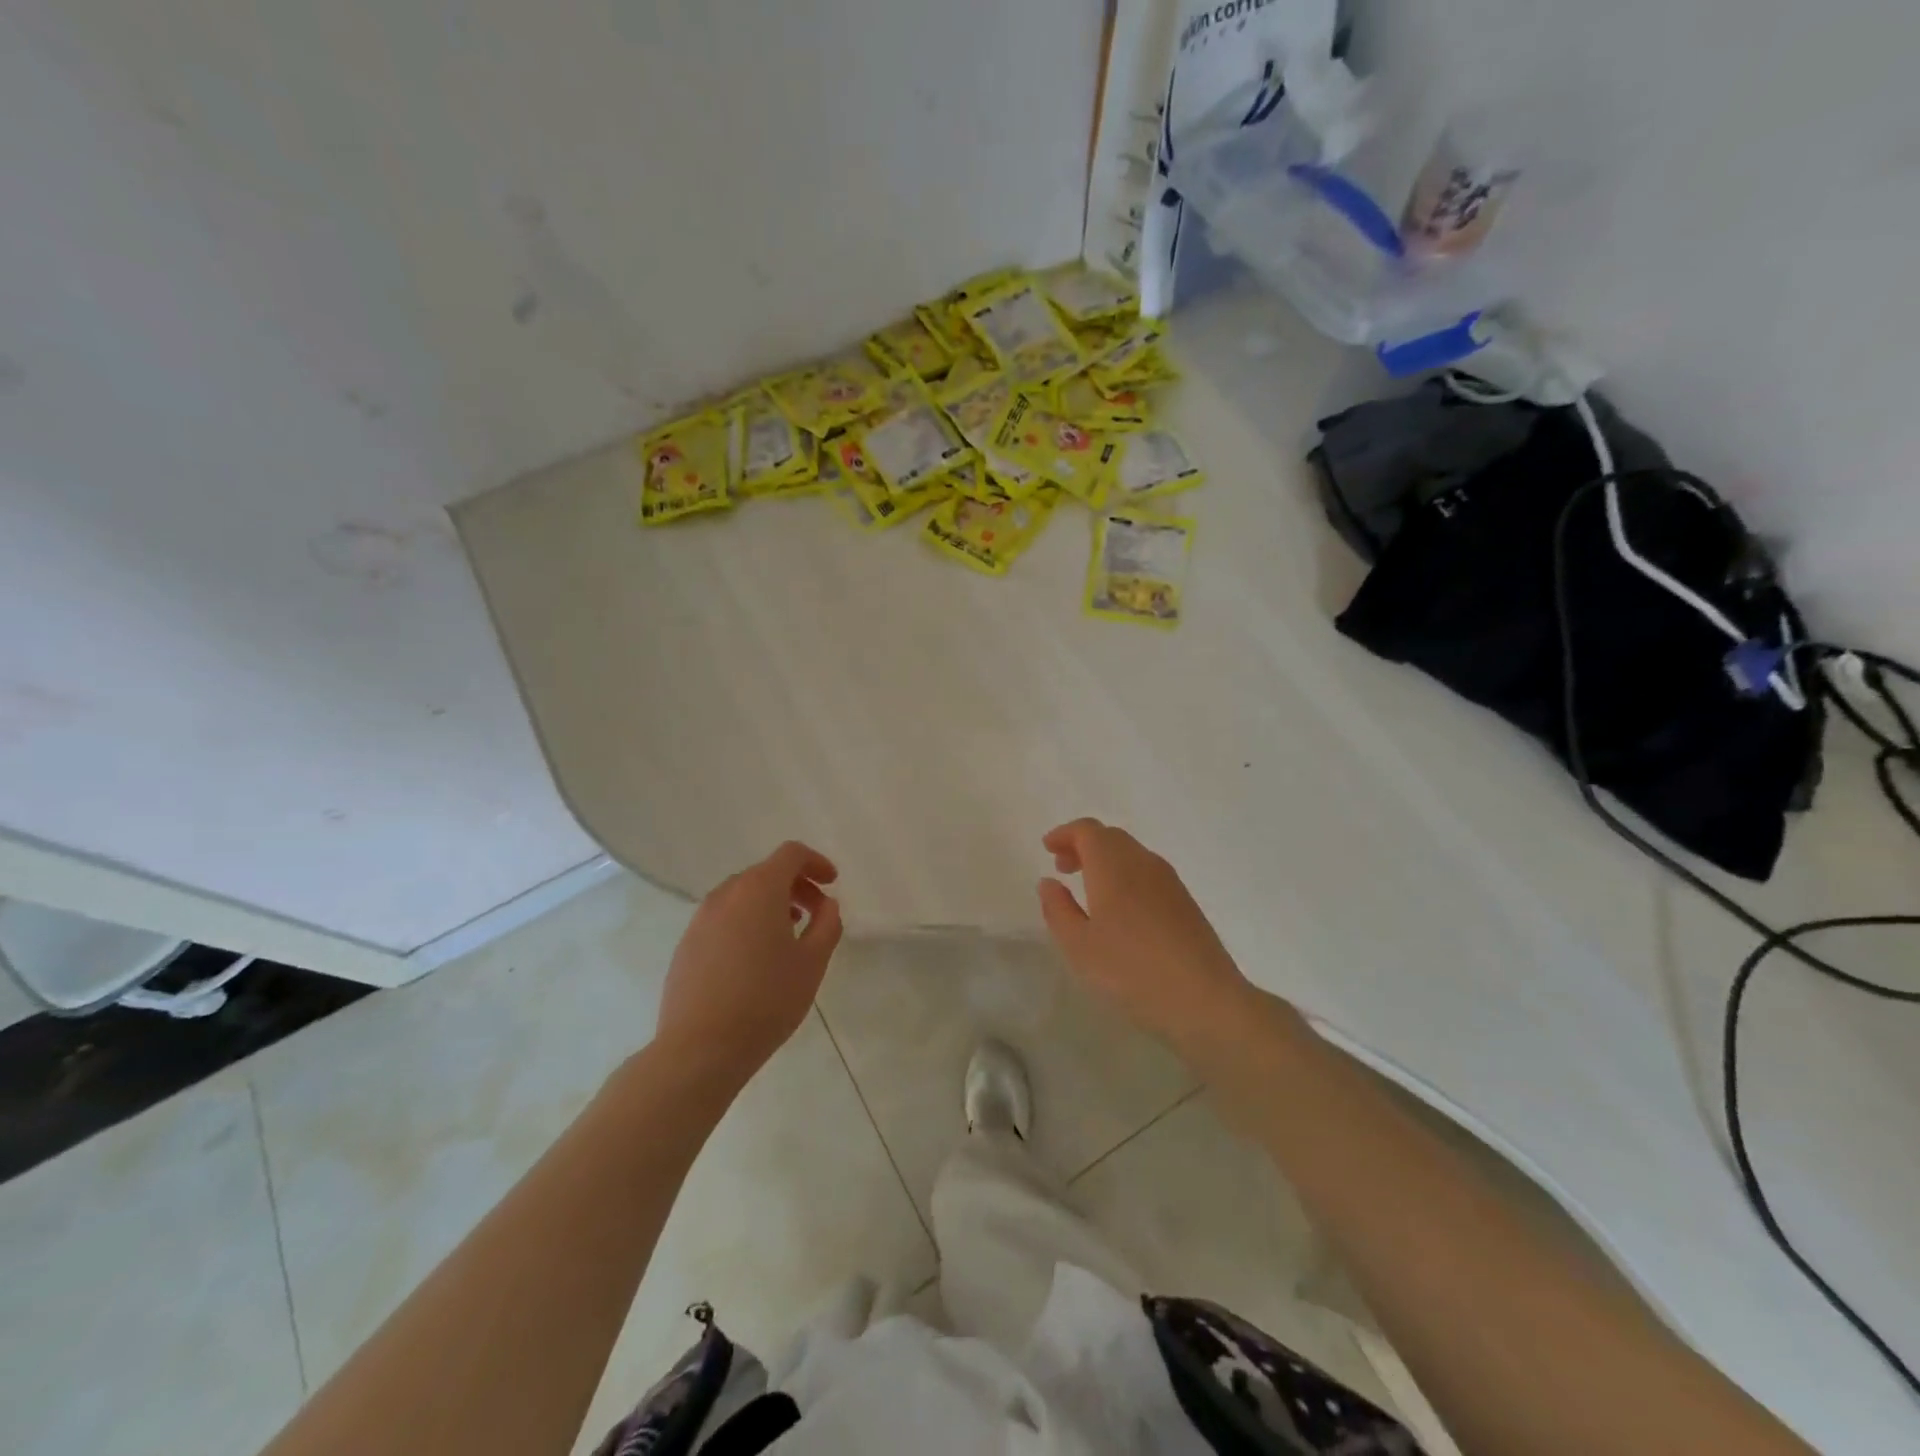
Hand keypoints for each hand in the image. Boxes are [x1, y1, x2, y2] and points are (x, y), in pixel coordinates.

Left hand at [656, 841, 842, 1079]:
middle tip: (817, 914)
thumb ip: (827, 925)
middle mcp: (726, 894)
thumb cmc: (766, 1000)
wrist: (700, 1048)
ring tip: (788, 936)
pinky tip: (755, 958)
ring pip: (742, 895)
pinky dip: (746, 922)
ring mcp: (701, 919)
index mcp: (759, 889)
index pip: (790, 854)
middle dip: (795, 885)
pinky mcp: (686, 945)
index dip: (816, 862)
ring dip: (770, 904)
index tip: (832, 883)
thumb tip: (826, 905)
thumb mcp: (812, 963)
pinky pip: (723, 918)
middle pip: (765, 872)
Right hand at [1037, 818, 1255, 1053]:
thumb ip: (1058, 909)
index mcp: (1114, 866)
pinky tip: (1120, 910)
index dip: (1065, 834)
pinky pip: (1147, 873)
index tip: (1047, 848)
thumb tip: (1049, 882)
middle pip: (1111, 837)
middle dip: (1083, 845)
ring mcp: (1169, 882)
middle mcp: (1143, 863)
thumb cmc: (1131, 972)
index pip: (1088, 830)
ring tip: (1088, 889)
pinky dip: (1125, 876)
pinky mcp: (1185, 902)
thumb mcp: (1079, 946)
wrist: (1205, 1000)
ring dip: (1105, 861)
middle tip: (1063, 868)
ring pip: (1131, 854)